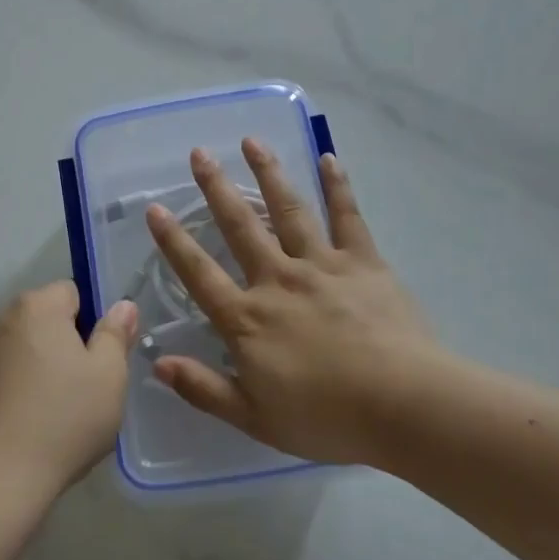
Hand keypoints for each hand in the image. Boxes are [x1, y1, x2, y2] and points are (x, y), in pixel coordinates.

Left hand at [0, 281, 136, 499]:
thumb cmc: (64, 417)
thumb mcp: (109, 374)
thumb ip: (116, 334)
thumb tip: (122, 306)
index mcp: (37, 306)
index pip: (74, 292)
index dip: (94, 321)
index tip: (103, 357)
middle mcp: (4, 319)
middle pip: (51, 319)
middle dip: (72, 344)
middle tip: (91, 385)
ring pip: (33, 348)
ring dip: (50, 367)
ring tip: (66, 410)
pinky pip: (13, 374)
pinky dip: (29, 388)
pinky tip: (40, 423)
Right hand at [146, 142, 443, 464]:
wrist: (402, 405)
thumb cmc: (326, 418)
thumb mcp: (254, 418)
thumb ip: (203, 388)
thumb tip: (156, 363)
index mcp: (248, 319)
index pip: (199, 273)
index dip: (173, 242)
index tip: (155, 209)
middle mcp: (277, 280)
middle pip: (240, 227)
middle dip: (215, 189)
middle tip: (199, 153)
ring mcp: (321, 265)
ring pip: (288, 210)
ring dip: (268, 173)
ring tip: (252, 141)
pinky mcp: (362, 262)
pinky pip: (348, 217)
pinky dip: (338, 186)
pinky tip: (329, 158)